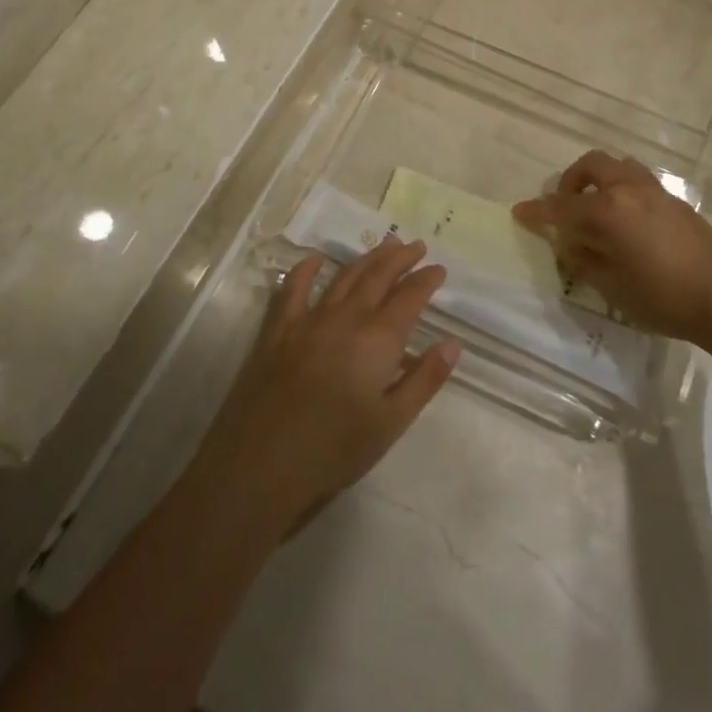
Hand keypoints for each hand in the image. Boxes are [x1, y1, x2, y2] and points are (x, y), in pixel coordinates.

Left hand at [191, 239, 457, 531]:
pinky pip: (293, 289)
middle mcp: (346, 318)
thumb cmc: (333, 451)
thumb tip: (452, 344)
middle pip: (378, 277)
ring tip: (384, 245)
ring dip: (366, 258)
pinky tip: (316, 259)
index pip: (410, 298)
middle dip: (400, 259)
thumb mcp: (391, 423)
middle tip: (416, 246)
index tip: (440, 270)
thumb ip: (424, 380)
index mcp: (378, 340)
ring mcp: (308, 320)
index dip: (426, 281)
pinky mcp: (277, 331)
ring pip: (343, 277)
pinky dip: (306, 269)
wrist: (259, 466)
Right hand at [513, 152, 711, 345]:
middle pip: (591, 165)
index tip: (520, 212)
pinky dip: (623, 190)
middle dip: (571, 181)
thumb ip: (584, 258)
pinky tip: (628, 221)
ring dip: (600, 179)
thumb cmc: (660, 298)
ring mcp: (656, 192)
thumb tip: (572, 243)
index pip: (562, 206)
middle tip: (566, 207)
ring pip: (619, 166)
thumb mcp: (610, 285)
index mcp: (608, 210)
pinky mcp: (676, 201)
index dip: (538, 211)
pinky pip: (640, 182)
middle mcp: (629, 190)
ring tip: (597, 208)